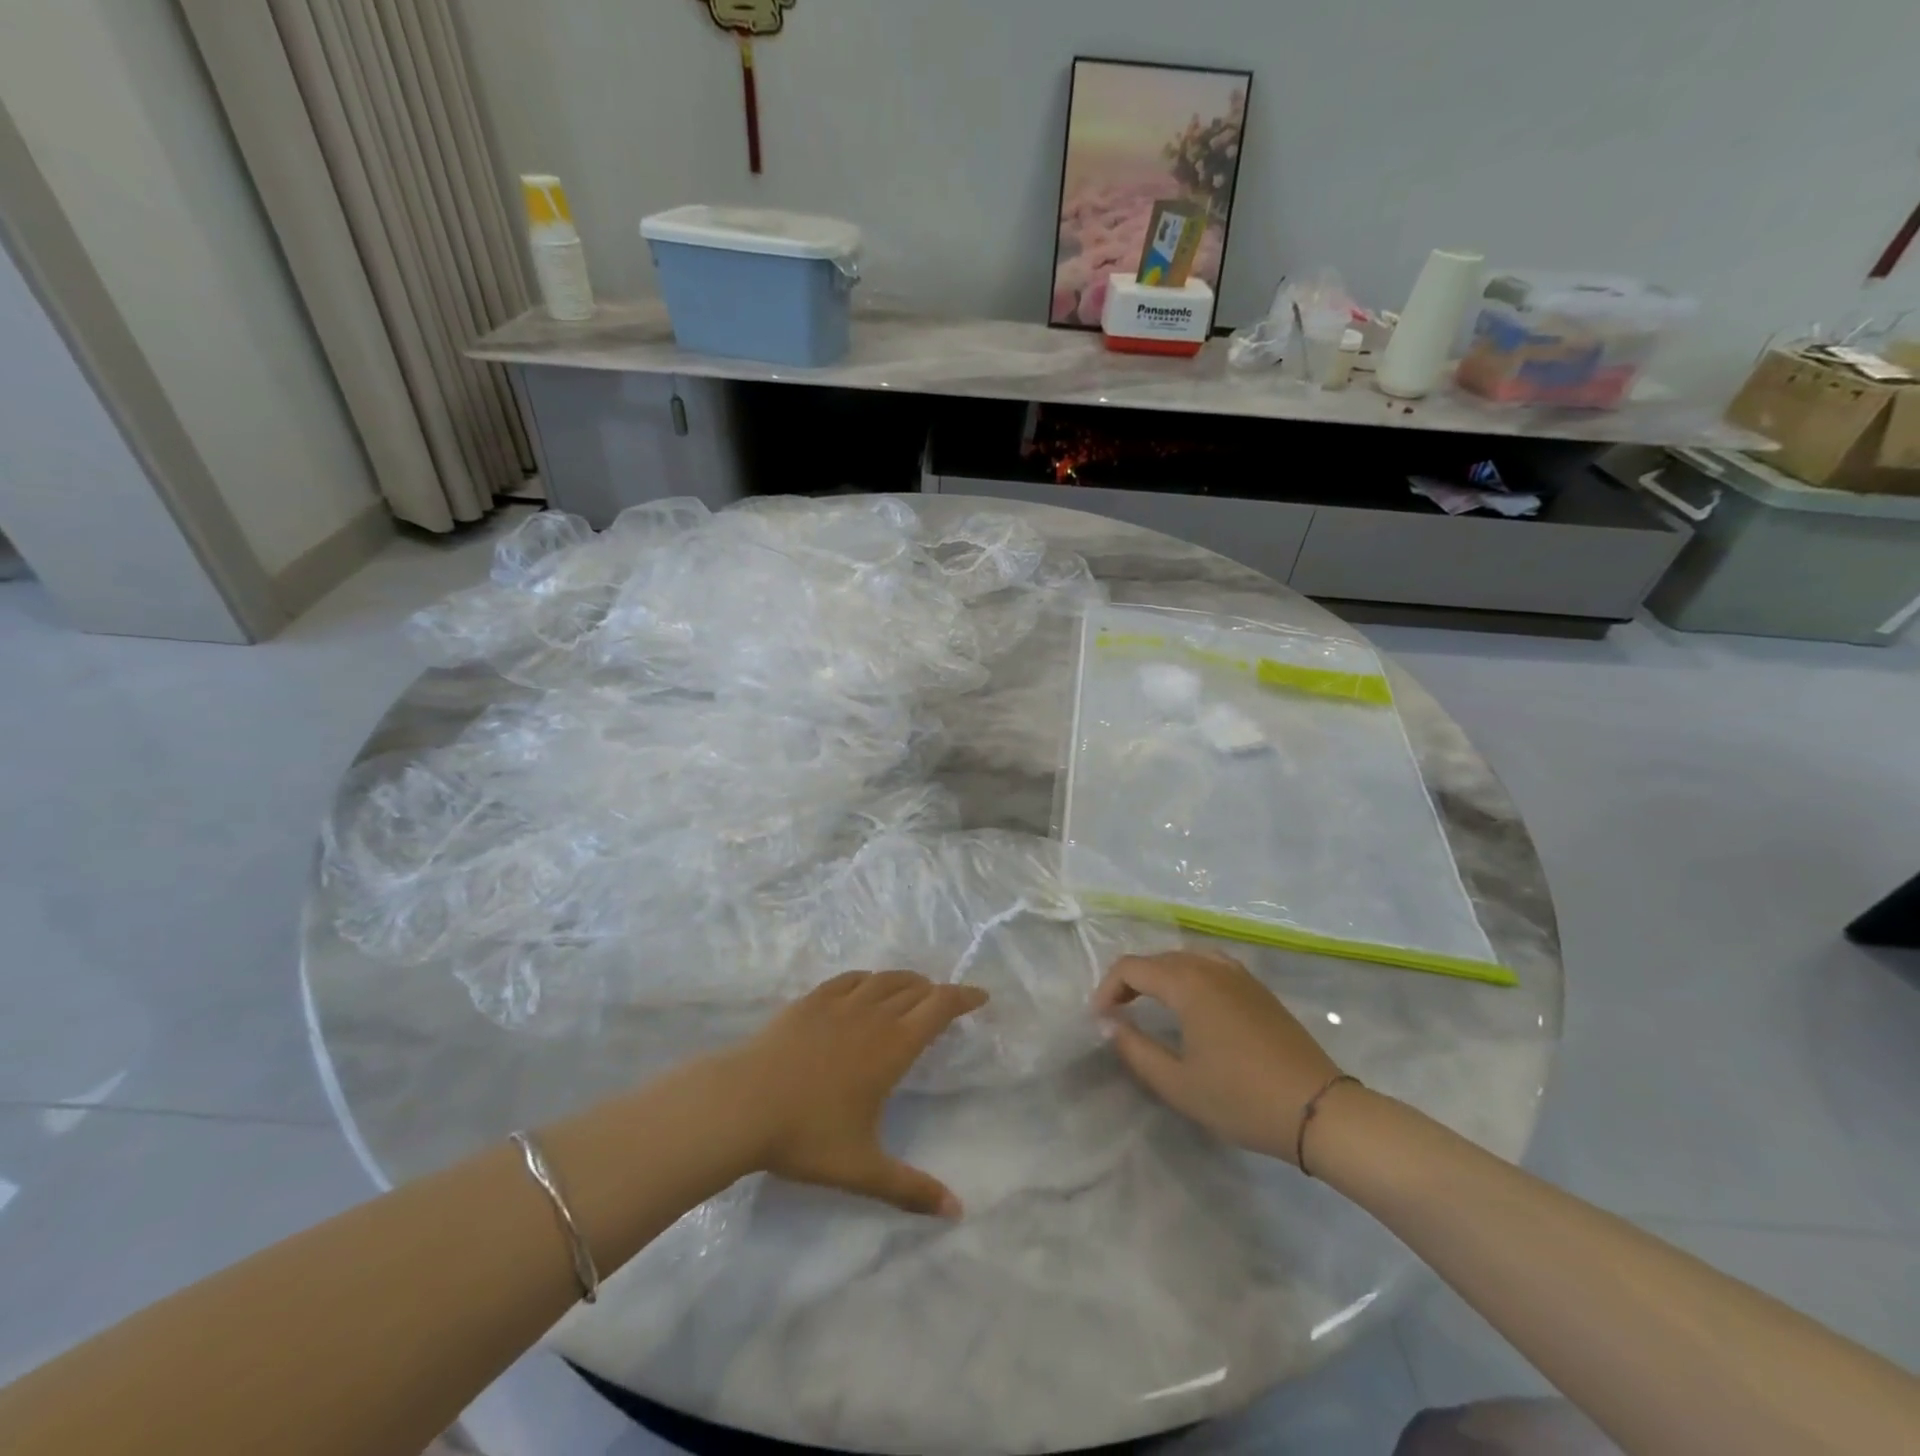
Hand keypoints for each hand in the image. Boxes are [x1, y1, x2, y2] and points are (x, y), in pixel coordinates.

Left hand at [733, 971, 986, 1215]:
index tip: (981, 997)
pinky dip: (868, 979)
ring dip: (906, 981)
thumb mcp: (862, 1169)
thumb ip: (910, 1189)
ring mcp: (838, 1004)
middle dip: (936, 991)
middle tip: (946, 1003)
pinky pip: (849, 979)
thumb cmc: (806, 1136)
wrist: (741, 1104)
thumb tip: (957, 1212)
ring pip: (883, 980)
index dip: (964, 997)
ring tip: (913, 990)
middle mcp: (872, 1015)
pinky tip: (865, 987)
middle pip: (915, 988)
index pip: (939, 1007)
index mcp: (893, 1047)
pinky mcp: (810, 1001)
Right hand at [1093, 951, 1342, 1164]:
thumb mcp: (1178, 1084)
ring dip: (1160, 977)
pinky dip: (1188, 976)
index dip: (1107, 989)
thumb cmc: (1242, 1098)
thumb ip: (1135, 1049)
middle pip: (1157, 959)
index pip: (1132, 968)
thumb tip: (1109, 1024)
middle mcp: (1211, 967)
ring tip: (1150, 1006)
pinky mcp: (1258, 988)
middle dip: (1130, 982)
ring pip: (1185, 958)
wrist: (1320, 1111)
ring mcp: (1239, 974)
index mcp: (1188, 983)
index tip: (1099, 1020)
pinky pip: (1210, 965)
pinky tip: (1192, 1005)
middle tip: (1117, 1015)